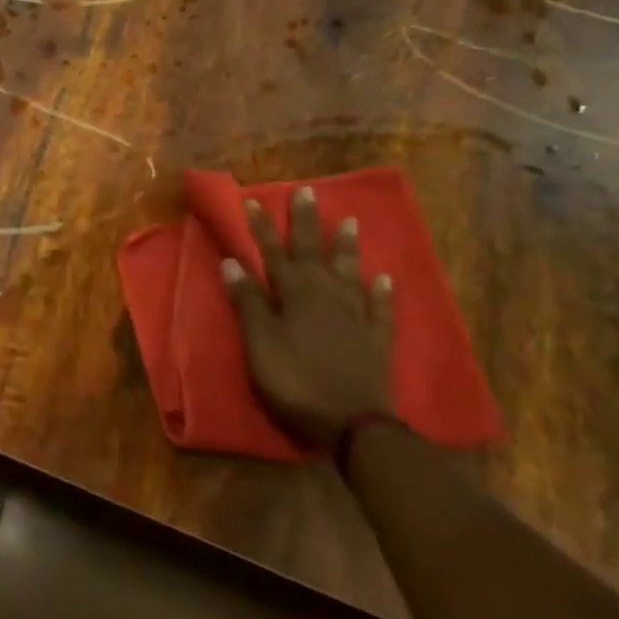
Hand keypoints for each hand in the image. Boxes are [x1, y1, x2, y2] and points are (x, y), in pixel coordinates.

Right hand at [220, 187, 395, 449]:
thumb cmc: (295, 382)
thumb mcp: (259, 343)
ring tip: (351, 221)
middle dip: (307, 223)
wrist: (353, 426)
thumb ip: (247, 302)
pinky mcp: (376, 341)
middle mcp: (326, 297)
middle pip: (313, 254)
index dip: (261, 227)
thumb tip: (233, 262)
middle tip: (308, 192)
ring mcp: (355, 318)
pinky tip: (386, 277)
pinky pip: (380, 309)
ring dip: (347, 248)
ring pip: (350, 273)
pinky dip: (382, 292)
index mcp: (294, 296)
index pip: (272, 253)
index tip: (252, 200)